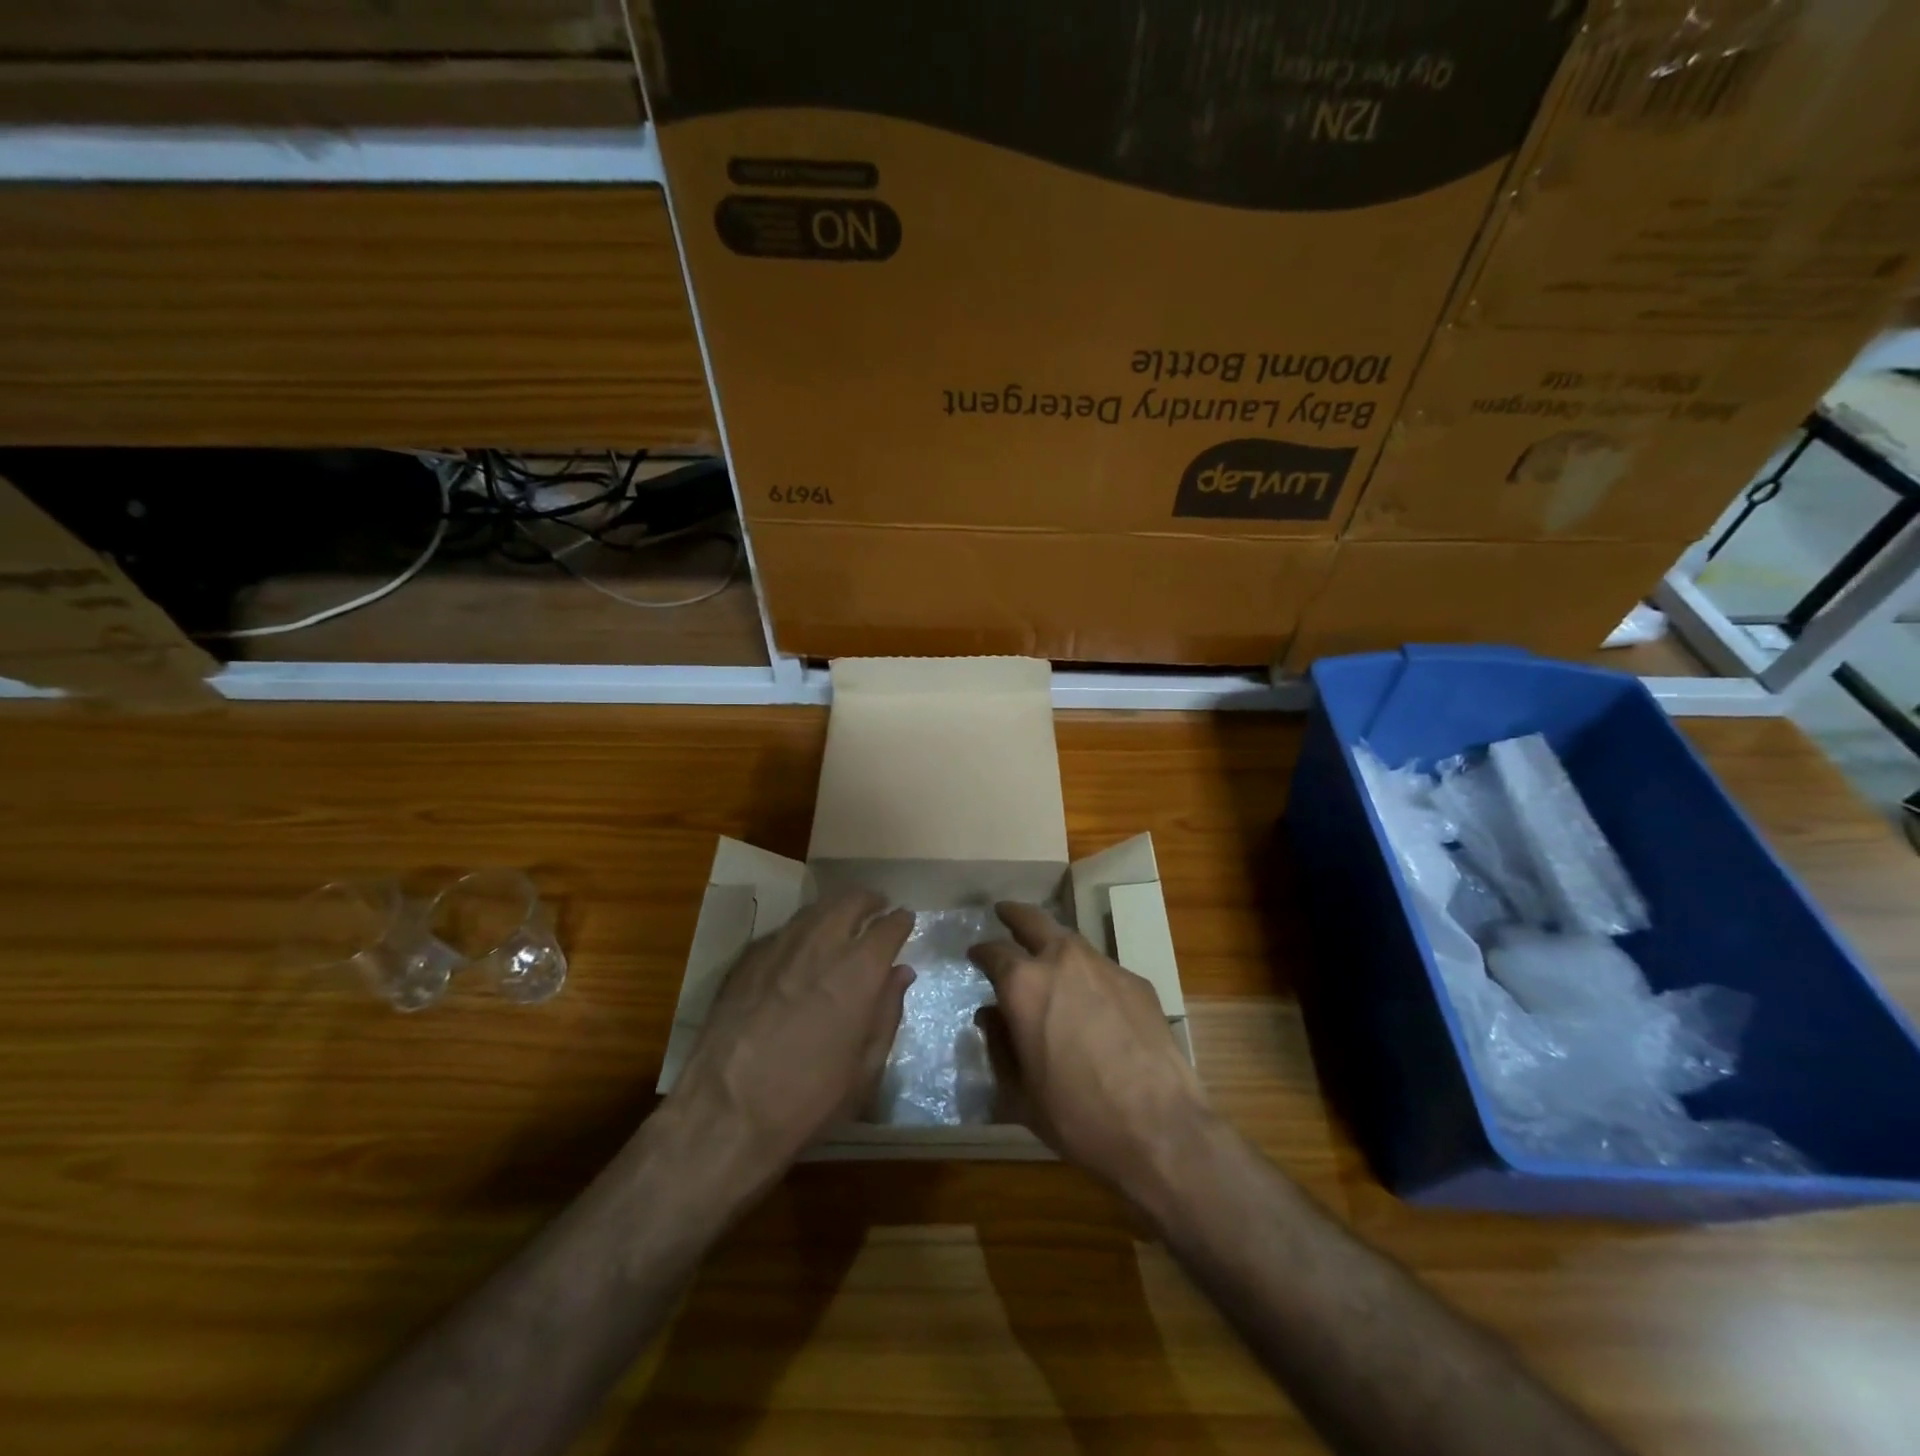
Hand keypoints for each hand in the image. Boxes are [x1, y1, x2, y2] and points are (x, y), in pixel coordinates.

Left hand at [672, 888, 912, 1181]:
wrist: (725, 1112)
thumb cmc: (808, 1099)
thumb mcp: (865, 1068)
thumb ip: (887, 1012)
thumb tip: (901, 973)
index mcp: (858, 972)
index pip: (888, 927)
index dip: (900, 920)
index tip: (905, 920)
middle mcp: (821, 946)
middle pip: (850, 901)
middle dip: (869, 900)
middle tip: (877, 906)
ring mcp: (779, 947)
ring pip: (815, 910)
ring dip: (835, 909)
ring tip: (842, 919)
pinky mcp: (748, 959)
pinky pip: (784, 930)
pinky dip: (803, 930)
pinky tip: (802, 947)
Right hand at [969, 902, 1209, 1198]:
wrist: (1158, 1128)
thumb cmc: (1076, 1116)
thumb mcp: (1020, 1092)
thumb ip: (999, 1046)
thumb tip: (990, 1016)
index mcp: (1024, 985)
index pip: (994, 953)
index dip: (981, 953)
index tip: (975, 954)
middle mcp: (1063, 961)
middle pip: (1033, 920)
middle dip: (1014, 915)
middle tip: (1004, 913)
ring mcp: (1105, 967)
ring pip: (1071, 942)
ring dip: (1054, 944)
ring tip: (1048, 960)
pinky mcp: (1137, 982)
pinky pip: (1102, 969)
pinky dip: (1088, 976)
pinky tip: (1091, 1000)